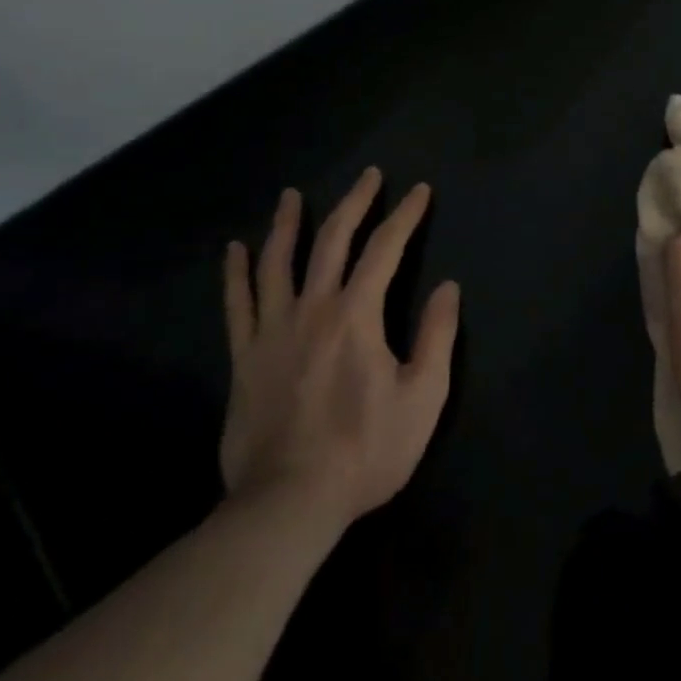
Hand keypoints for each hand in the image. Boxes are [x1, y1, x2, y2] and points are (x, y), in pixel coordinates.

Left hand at [219, 169, 459, 533]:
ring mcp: (272, 332)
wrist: (287, 505)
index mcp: (357, 314)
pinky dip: (235, 273)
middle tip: (370, 175)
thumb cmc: (365, 450)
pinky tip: (233, 250)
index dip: (405, 215)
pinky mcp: (244, 358)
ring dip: (287, 224)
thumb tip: (448, 287)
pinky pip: (237, 305)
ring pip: (277, 262)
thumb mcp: (423, 396)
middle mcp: (312, 309)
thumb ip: (438, 335)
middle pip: (332, 240)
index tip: (420, 191)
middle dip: (355, 202)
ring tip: (292, 196)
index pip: (385, 248)